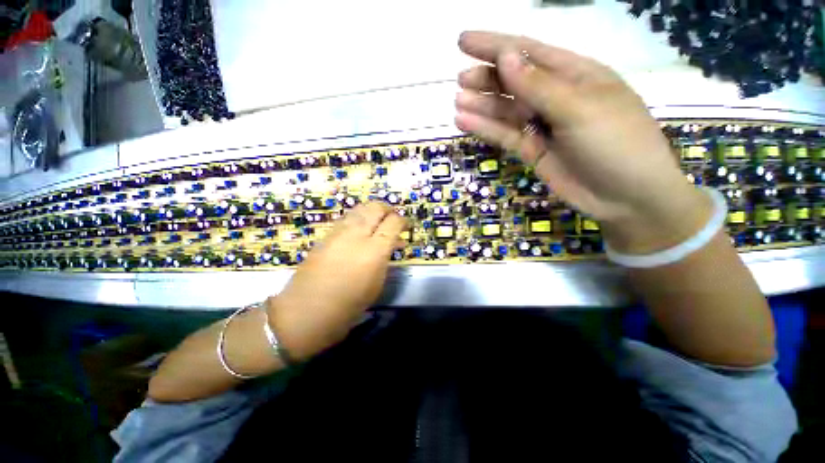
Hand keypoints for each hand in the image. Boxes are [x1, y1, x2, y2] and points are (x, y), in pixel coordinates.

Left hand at [269, 201, 407, 360]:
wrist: (306, 311)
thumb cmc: (348, 305)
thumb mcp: (377, 284)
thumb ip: (385, 258)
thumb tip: (392, 243)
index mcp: (374, 251)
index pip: (394, 222)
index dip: (403, 221)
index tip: (405, 226)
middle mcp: (357, 235)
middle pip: (376, 208)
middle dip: (388, 209)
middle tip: (393, 219)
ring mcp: (339, 232)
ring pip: (360, 208)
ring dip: (372, 211)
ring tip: (378, 221)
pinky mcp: (326, 235)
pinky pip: (347, 218)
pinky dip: (358, 217)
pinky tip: (360, 228)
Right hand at [454, 31, 711, 253]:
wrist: (625, 197)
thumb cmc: (615, 144)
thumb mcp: (579, 109)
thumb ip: (539, 86)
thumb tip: (505, 56)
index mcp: (574, 74)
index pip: (528, 52)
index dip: (495, 45)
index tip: (463, 42)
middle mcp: (555, 96)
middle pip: (514, 81)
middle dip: (486, 78)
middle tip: (461, 80)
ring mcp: (542, 126)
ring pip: (505, 111)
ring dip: (482, 105)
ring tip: (458, 101)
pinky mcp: (532, 150)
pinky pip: (504, 136)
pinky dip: (485, 129)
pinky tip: (465, 122)